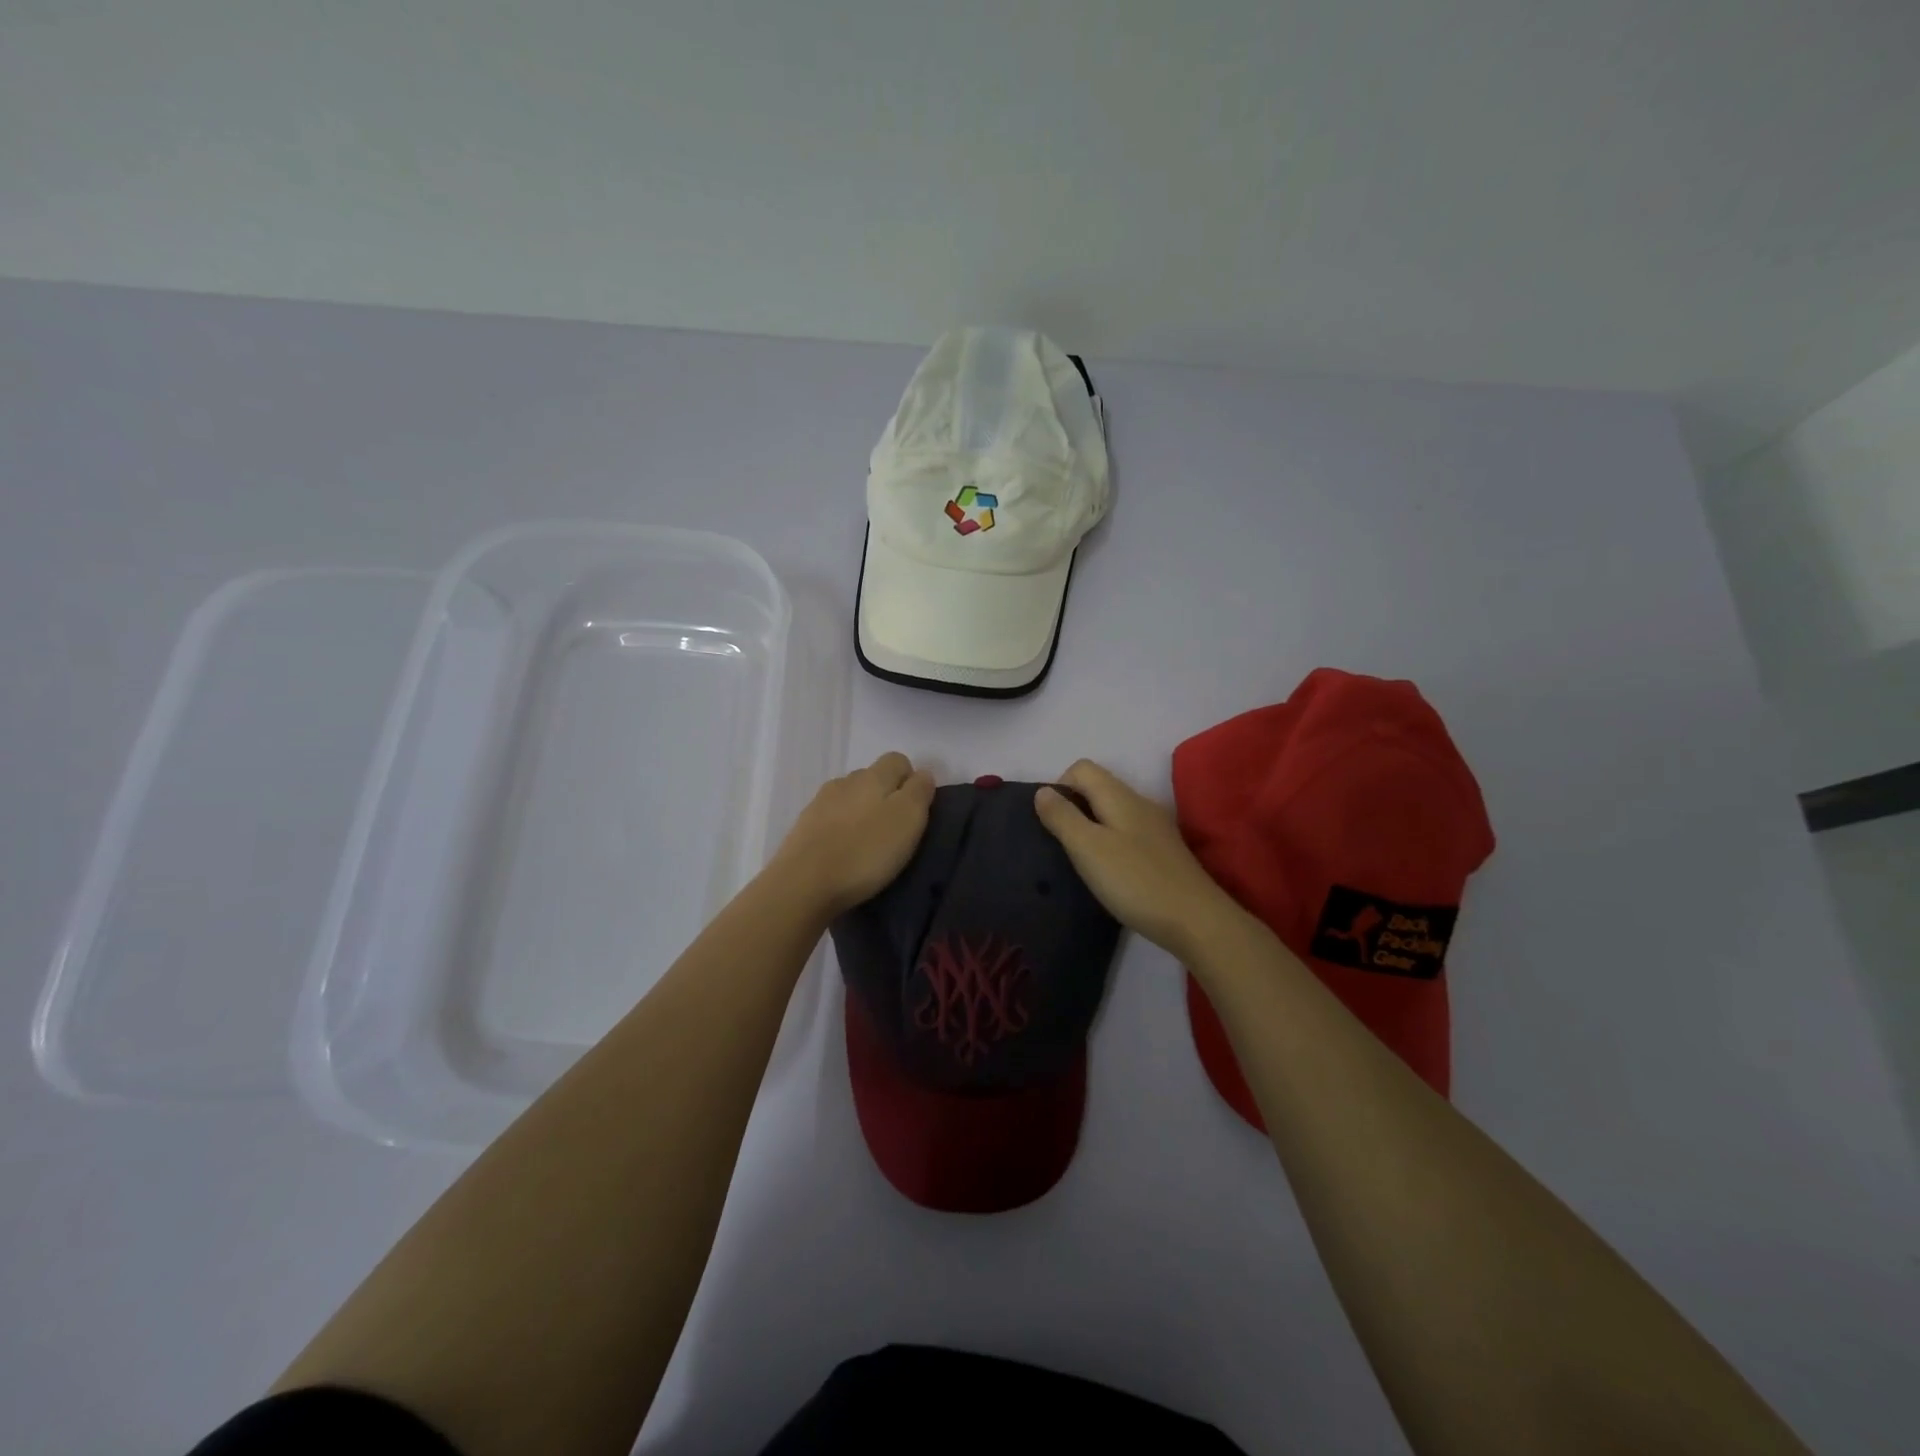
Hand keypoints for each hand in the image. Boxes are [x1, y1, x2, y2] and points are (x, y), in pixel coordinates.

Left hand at [766, 751, 935, 916]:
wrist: (803, 884)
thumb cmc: (864, 851)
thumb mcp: (907, 820)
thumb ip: (919, 791)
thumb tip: (922, 774)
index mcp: (872, 776)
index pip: (897, 760)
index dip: (911, 780)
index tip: (916, 811)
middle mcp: (844, 781)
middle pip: (873, 778)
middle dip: (887, 797)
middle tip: (895, 832)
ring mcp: (819, 803)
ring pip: (850, 798)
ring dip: (862, 813)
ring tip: (868, 845)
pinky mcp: (803, 827)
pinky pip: (831, 819)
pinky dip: (842, 830)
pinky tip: (844, 853)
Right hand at [1034, 759, 1248, 960]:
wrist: (1196, 921)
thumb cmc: (1135, 881)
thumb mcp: (1088, 848)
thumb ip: (1062, 817)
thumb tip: (1042, 791)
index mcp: (1119, 796)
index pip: (1081, 768)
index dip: (1059, 788)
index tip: (1051, 824)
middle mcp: (1140, 803)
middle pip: (1097, 788)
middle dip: (1073, 809)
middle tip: (1062, 846)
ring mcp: (1155, 828)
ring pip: (1112, 812)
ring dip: (1091, 829)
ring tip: (1081, 862)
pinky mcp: (1163, 852)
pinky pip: (1127, 834)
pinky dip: (1110, 845)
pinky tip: (1109, 874)